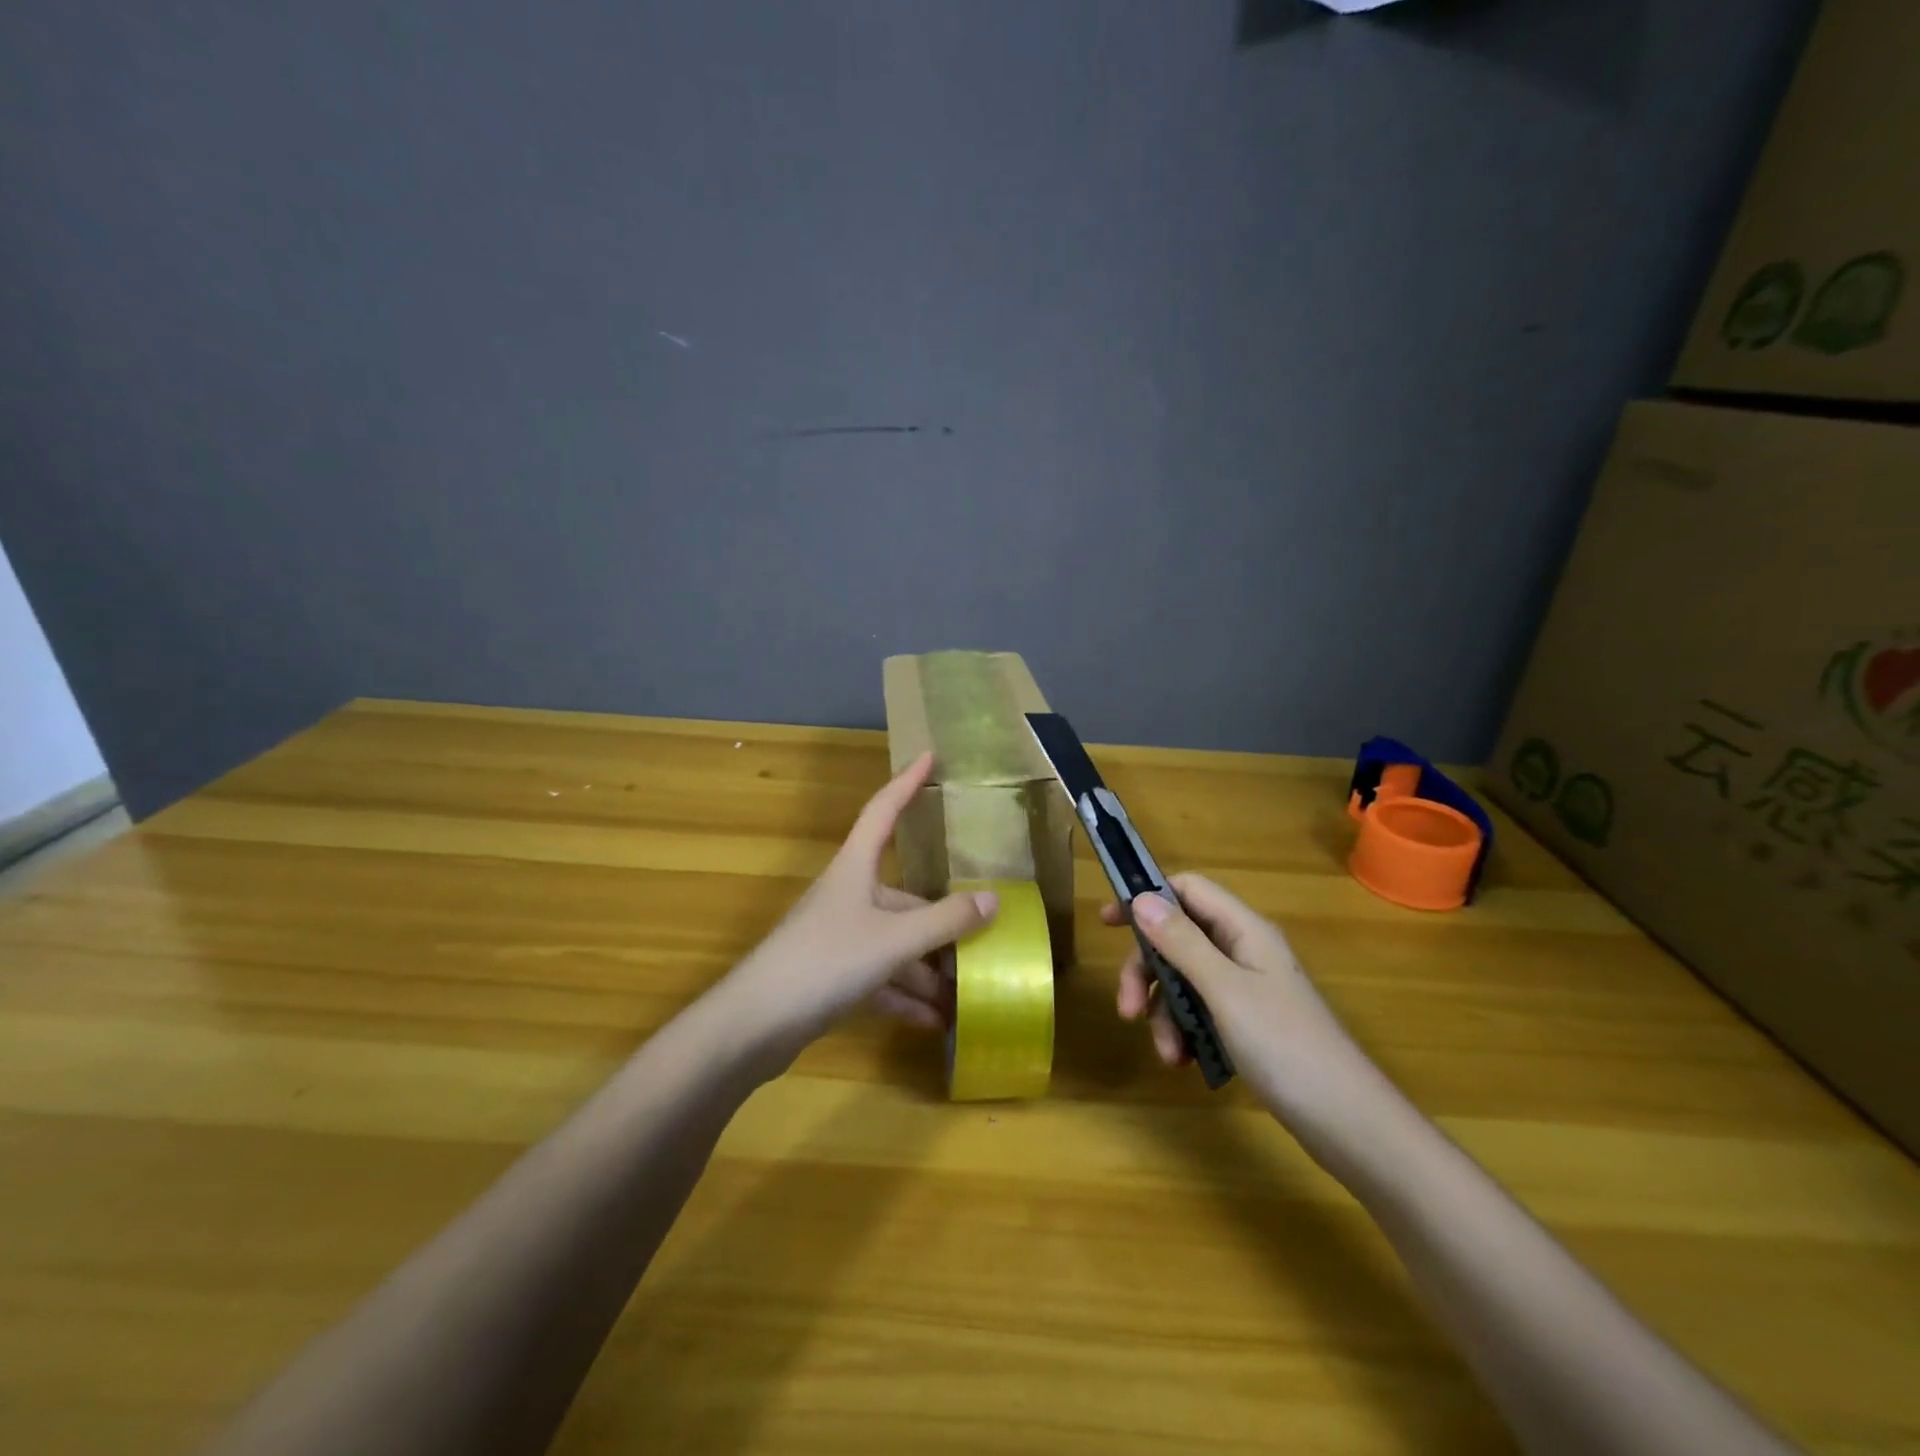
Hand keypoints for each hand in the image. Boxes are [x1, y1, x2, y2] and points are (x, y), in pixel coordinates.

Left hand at [713, 751, 996, 1069]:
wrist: (753, 1025)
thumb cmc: (825, 962)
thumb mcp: (893, 939)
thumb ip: (945, 920)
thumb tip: (992, 900)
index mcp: (855, 869)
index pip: (883, 810)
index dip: (907, 782)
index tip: (930, 756)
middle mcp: (848, 896)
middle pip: (904, 897)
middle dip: (942, 923)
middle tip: (983, 939)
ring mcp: (838, 937)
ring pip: (895, 944)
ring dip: (928, 970)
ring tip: (966, 995)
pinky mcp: (830, 976)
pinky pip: (880, 978)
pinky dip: (905, 996)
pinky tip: (935, 1022)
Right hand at [1105, 875, 1383, 1133]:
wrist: (1350, 1124)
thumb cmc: (1286, 1046)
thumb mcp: (1225, 990)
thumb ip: (1181, 942)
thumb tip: (1141, 897)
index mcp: (1244, 931)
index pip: (1188, 890)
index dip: (1147, 898)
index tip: (1109, 922)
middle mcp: (1245, 951)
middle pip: (1179, 939)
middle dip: (1147, 972)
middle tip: (1125, 1010)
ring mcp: (1249, 990)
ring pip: (1186, 980)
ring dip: (1165, 1012)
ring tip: (1166, 1053)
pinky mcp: (1250, 1025)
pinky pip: (1203, 1012)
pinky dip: (1186, 1032)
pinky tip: (1184, 1062)